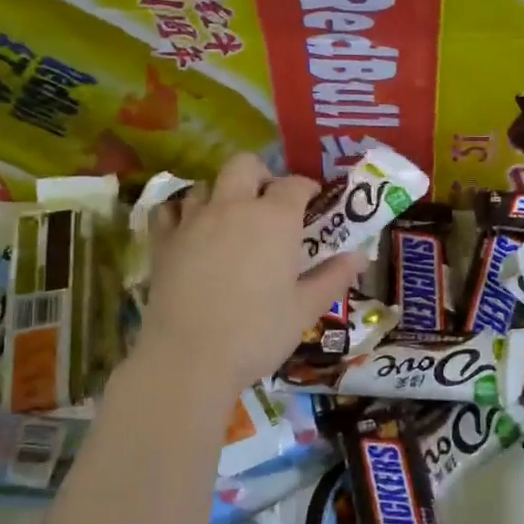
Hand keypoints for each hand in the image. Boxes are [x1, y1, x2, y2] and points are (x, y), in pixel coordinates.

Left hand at [137, 154, 364, 395]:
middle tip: (270, 204)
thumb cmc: (258, 332)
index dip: (307, 189)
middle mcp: (233, 207)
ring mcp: (193, 221)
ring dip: (222, 194)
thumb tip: (360, 256)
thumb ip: (334, 277)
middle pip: (244, 165)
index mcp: (274, 219)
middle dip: (261, 175)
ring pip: (205, 185)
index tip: (314, 203)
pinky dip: (182, 213)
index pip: (294, 184)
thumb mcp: (306, 308)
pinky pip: (170, 210)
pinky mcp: (163, 242)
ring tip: (232, 221)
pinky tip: (191, 232)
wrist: (190, 358)